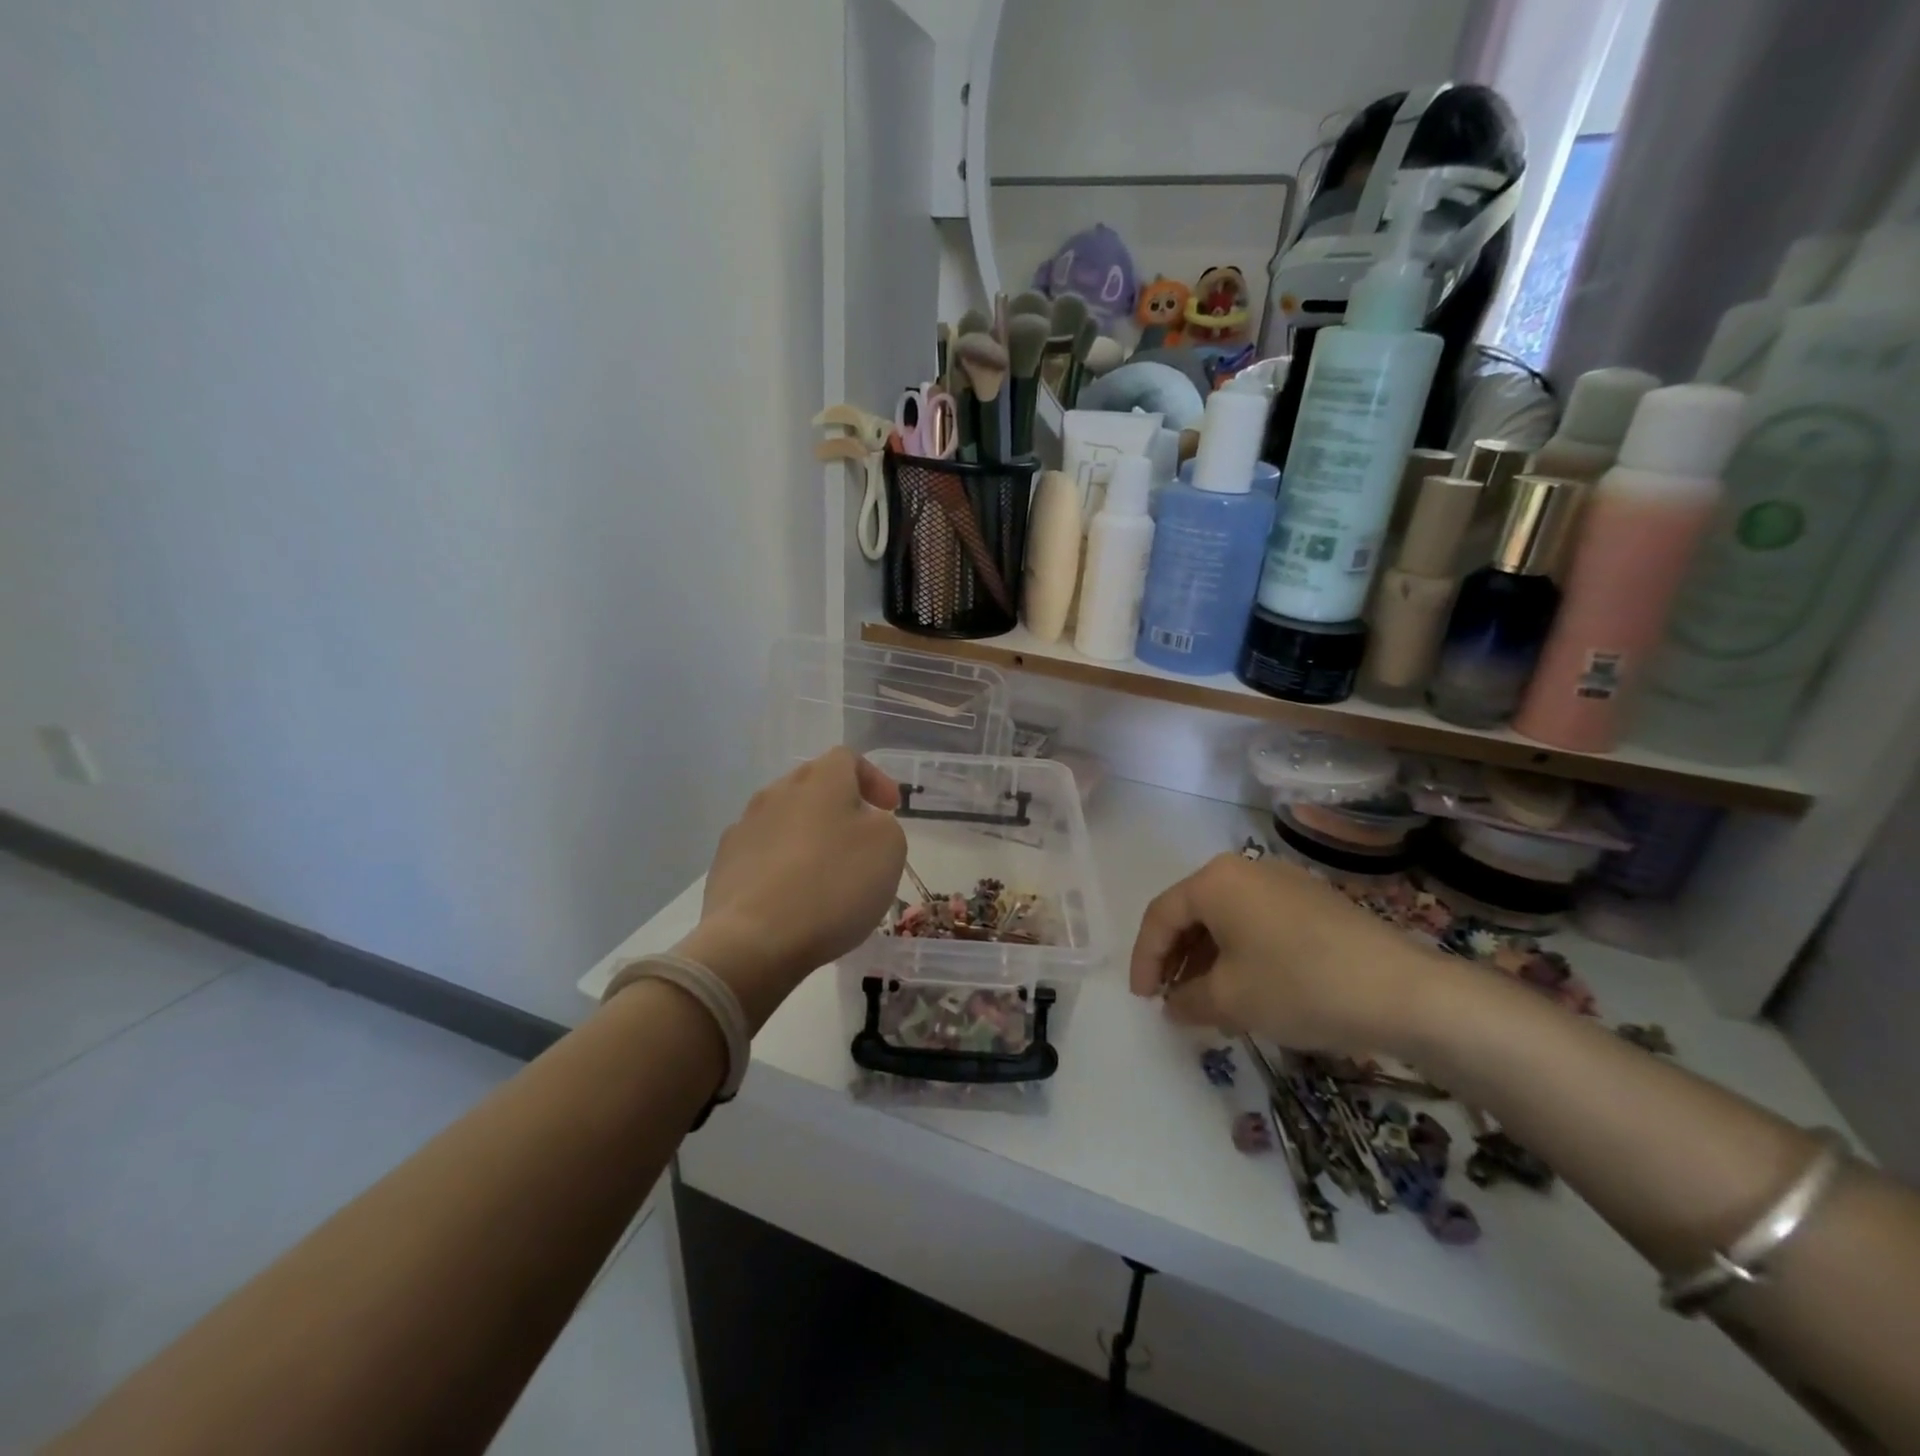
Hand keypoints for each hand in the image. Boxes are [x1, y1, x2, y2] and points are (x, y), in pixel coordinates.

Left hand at [675, 747, 906, 1029]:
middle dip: (839, 806)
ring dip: (808, 836)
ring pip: (784, 819)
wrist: (755, 939)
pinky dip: (782, 865)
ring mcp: (744, 827)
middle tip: (860, 839)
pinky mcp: (724, 864)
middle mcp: (777, 792)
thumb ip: (883, 824)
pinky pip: (762, 853)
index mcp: (820, 780)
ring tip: (825, 874)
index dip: (873, 778)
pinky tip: (792, 897)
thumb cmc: (834, 885)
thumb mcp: (889, 848)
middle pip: (812, 785)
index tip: (889, 809)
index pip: (847, 758)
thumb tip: (861, 824)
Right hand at [1129, 853, 1451, 1057]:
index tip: (1143, 1000)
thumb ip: (1187, 1001)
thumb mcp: (1230, 1000)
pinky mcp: (1314, 901)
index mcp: (1214, 881)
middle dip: (1177, 959)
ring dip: (1208, 959)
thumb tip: (1173, 1005)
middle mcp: (1245, 869)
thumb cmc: (1298, 986)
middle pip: (1193, 913)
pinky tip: (1250, 989)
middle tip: (1171, 1000)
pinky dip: (1241, 953)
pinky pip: (1259, 923)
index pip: (1161, 916)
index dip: (1145, 960)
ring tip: (1207, 1002)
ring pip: (1227, 919)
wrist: (1403, 992)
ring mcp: (1284, 882)